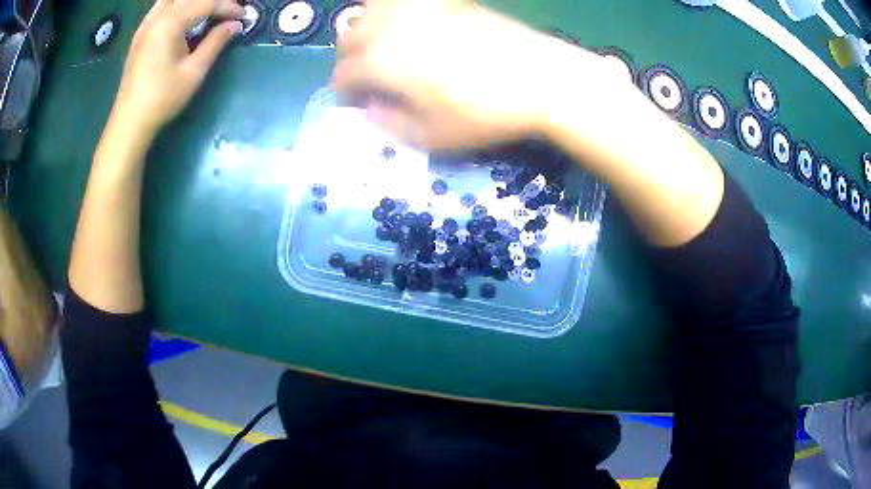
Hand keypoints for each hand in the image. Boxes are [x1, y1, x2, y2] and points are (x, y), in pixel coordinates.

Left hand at [111, 0, 243, 137]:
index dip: (228, 7)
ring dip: (192, 2)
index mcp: (170, 23)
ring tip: (207, 12)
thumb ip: (215, 42)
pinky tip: (184, 16)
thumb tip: (234, 25)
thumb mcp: (193, 72)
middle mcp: (157, 17)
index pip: (206, 3)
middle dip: (213, 1)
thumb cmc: (162, 99)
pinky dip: (177, 6)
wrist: (129, 122)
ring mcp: (146, 25)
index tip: (242, 17)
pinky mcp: (140, 34)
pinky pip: (161, 7)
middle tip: (228, 12)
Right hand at [334, 0, 627, 149]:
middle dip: (351, 60)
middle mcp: (390, 26)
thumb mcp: (431, 137)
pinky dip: (393, 11)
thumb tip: (369, 109)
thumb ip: (388, 124)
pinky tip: (408, 25)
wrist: (539, 78)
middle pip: (348, 38)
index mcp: (381, 62)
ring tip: (383, 46)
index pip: (343, 74)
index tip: (361, 103)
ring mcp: (418, 7)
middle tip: (370, 77)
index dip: (347, 92)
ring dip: (366, 30)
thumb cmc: (483, 113)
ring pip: (369, 10)